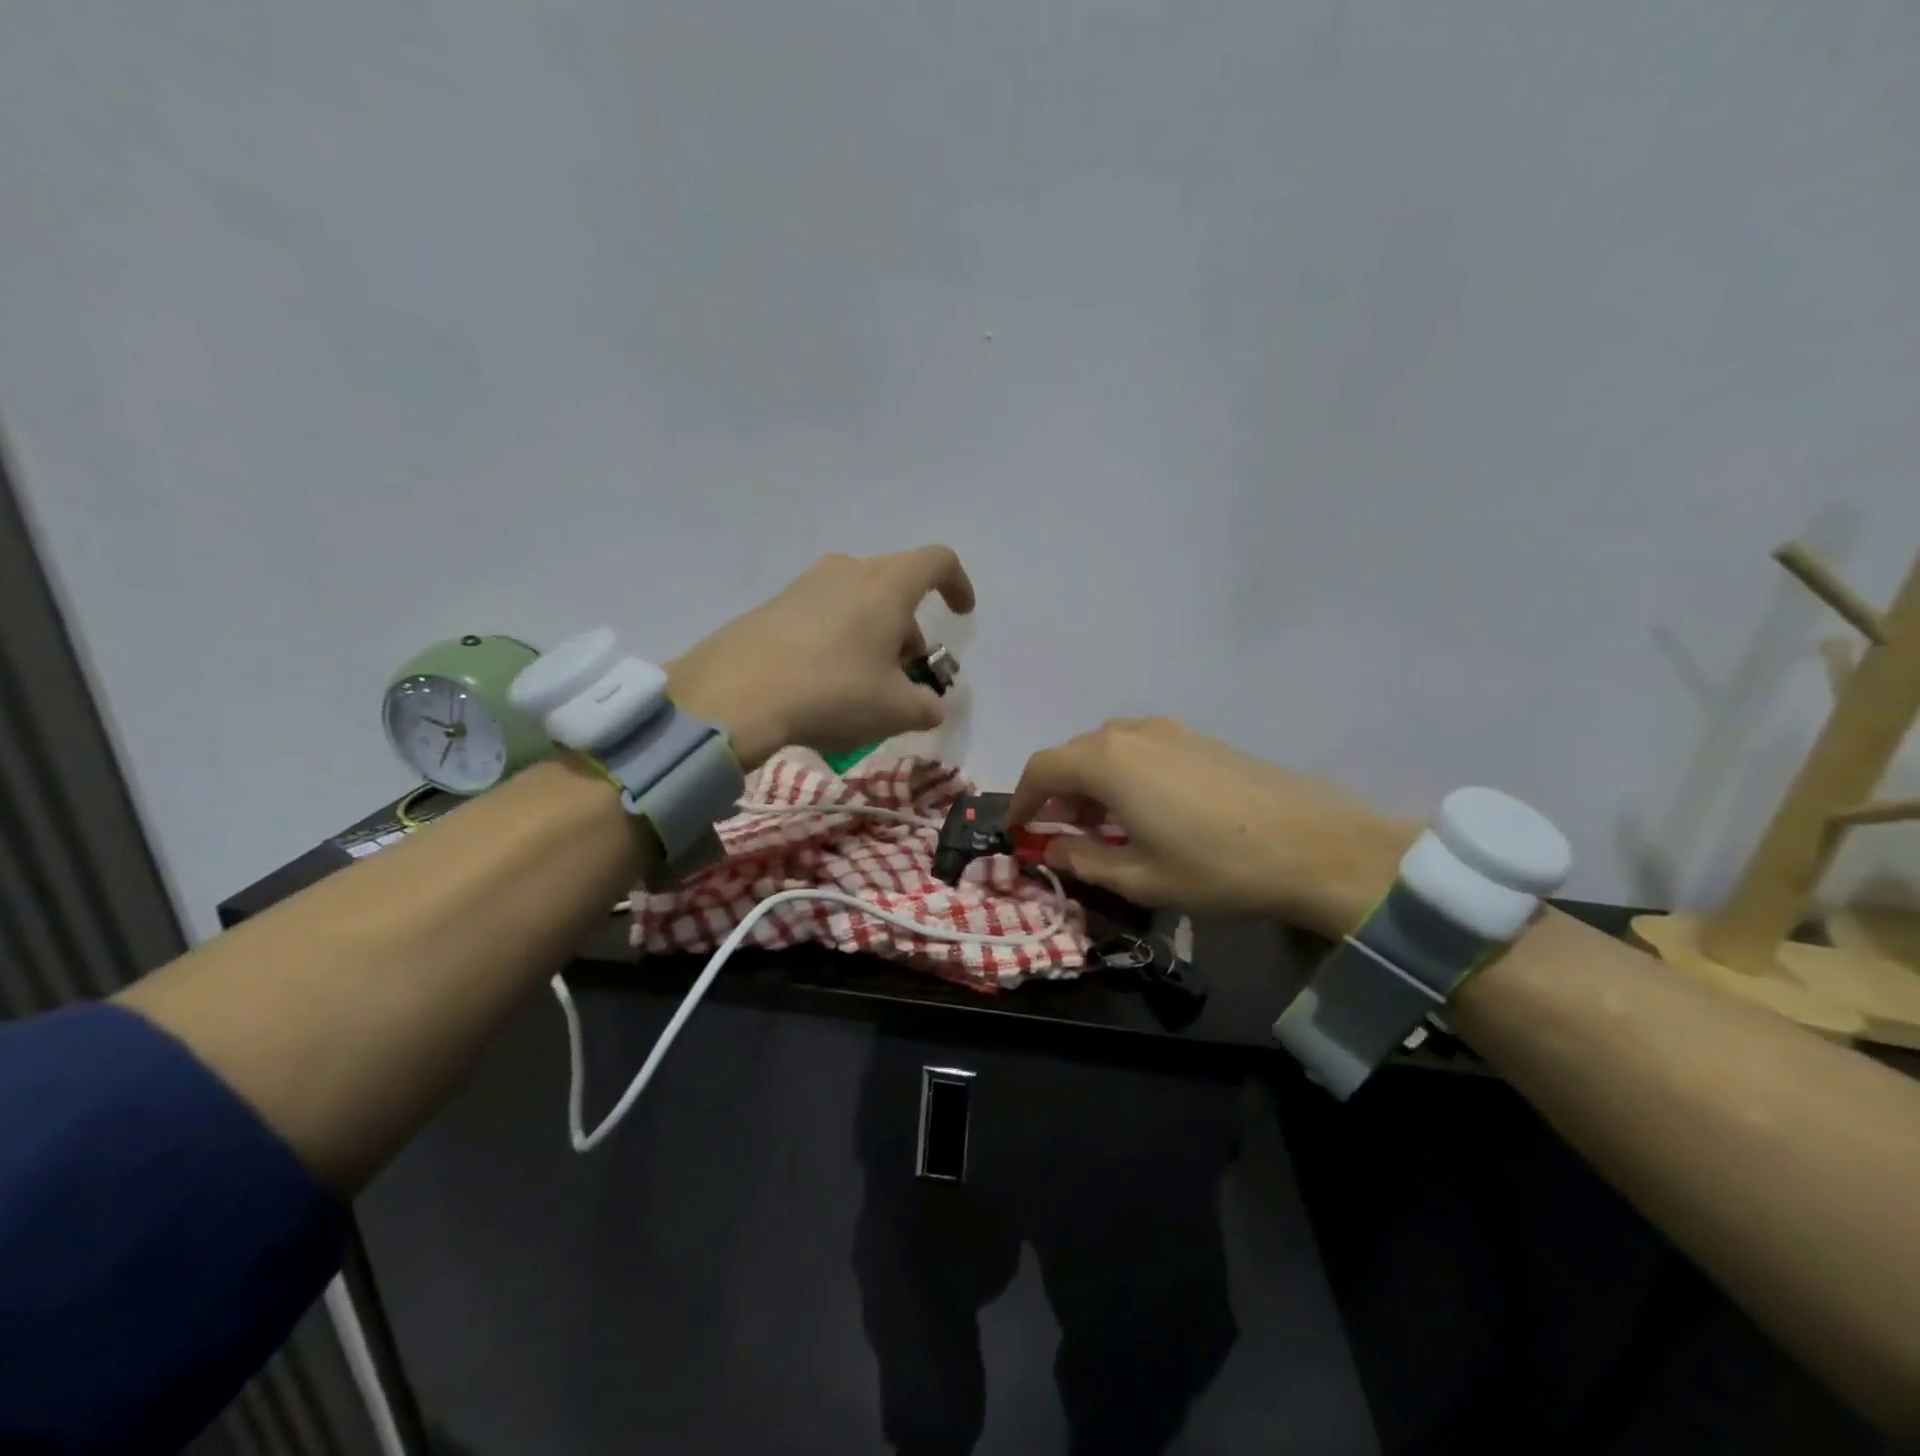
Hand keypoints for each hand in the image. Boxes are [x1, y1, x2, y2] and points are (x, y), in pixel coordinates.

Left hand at [667, 546, 975, 770]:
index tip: (962, 615)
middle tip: (907, 674)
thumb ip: (926, 706)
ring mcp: (804, 585)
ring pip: (857, 601)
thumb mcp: (895, 710)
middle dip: (910, 628)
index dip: (957, 585)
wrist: (734, 694)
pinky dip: (838, 639)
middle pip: (894, 586)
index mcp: (887, 585)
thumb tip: (931, 706)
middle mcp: (847, 572)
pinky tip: (825, 683)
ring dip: (873, 634)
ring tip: (866, 684)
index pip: (937, 562)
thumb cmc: (833, 692)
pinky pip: (822, 614)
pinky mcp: (772, 606)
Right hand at [1007, 718, 1414, 937]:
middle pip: (1073, 754)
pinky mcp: (1199, 738)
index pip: (1041, 769)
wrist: (1315, 846)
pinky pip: (1141, 749)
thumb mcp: (1140, 878)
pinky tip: (1145, 810)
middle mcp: (1131, 734)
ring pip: (1108, 749)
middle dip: (1057, 793)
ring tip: (1102, 825)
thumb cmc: (1216, 867)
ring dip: (1091, 782)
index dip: (1021, 800)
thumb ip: (1084, 859)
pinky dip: (1124, 775)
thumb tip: (1052, 847)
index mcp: (1107, 763)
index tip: (1018, 830)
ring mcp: (1170, 731)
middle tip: (1059, 833)